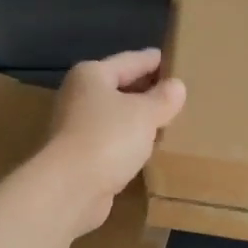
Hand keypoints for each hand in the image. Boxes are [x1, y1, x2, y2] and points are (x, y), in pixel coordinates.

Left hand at [40, 49, 186, 235]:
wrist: (70, 189)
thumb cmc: (108, 138)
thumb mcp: (145, 113)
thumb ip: (163, 98)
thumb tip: (176, 87)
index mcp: (92, 75)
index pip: (131, 60)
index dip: (154, 60)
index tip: (176, 59)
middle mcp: (79, 96)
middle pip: (120, 87)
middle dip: (147, 90)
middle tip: (178, 92)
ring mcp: (77, 128)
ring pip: (116, 116)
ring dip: (139, 119)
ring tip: (169, 119)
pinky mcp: (81, 156)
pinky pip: (113, 141)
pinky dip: (130, 142)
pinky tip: (149, 147)